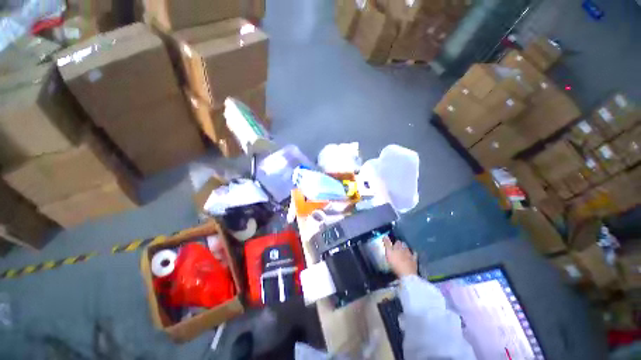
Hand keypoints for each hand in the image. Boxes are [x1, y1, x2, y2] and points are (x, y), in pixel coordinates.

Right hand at [383, 237, 416, 277]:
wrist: (406, 274)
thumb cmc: (395, 263)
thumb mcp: (388, 252)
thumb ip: (387, 244)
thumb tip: (385, 236)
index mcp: (398, 246)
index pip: (397, 242)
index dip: (394, 243)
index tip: (392, 245)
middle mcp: (405, 249)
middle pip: (403, 245)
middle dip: (400, 245)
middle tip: (397, 248)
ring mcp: (410, 255)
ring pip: (408, 249)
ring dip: (405, 249)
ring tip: (403, 250)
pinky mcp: (414, 261)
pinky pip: (414, 255)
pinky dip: (413, 254)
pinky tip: (412, 254)